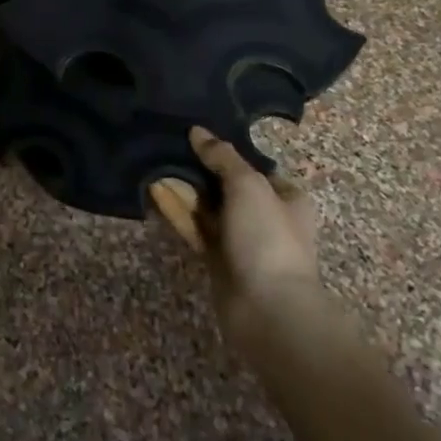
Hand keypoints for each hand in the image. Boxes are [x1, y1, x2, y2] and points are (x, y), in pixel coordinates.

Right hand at [150, 127, 321, 337]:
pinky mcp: (218, 260)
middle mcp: (265, 217)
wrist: (267, 309)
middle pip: (226, 186)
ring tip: (154, 165)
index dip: (225, 152)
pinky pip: (195, 229)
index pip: (253, 166)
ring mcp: (241, 241)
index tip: (194, 137)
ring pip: (208, 208)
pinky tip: (154, 193)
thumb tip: (197, 131)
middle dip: (199, 170)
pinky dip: (177, 213)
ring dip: (184, 190)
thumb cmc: (267, 238)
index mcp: (286, 198)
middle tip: (167, 147)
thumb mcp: (248, 185)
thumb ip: (222, 157)